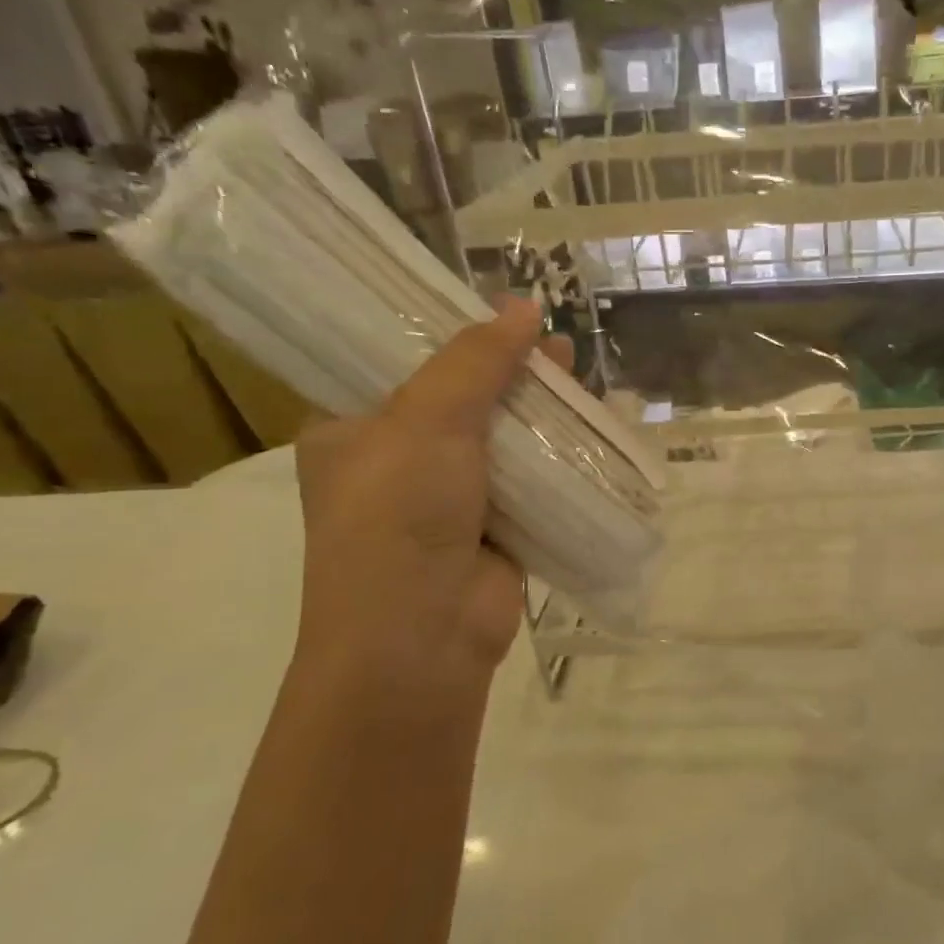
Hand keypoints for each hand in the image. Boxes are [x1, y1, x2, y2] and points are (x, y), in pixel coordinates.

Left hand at [293, 300, 566, 692]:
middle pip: (462, 398)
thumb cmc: (398, 517)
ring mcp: (449, 499)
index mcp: (353, 429)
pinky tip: (591, 429)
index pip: (401, 364)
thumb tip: (524, 306)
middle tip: (551, 344)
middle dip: (508, 371)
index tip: (497, 313)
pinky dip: (559, 457)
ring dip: (540, 412)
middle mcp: (397, 460)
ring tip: (578, 376)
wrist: (422, 637)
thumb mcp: (426, 422)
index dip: (452, 335)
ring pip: (503, 439)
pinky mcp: (496, 529)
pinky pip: (532, 480)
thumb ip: (475, 361)